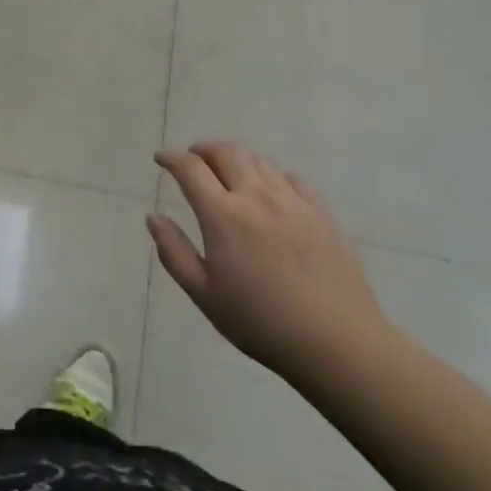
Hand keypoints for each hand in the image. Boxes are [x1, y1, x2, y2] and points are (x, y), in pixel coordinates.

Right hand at [151, 141, 398, 391]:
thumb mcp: (205, 295)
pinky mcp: (322, 212)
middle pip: (226, 152)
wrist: (337, 342)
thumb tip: (154, 217)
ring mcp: (293, 201)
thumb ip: (174, 252)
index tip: (161, 159)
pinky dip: (271, 175)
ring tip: (229, 173)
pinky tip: (270, 190)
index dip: (171, 158)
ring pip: (259, 160)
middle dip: (203, 149)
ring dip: (236, 159)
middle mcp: (257, 196)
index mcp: (223, 215)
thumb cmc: (261, 322)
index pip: (190, 169)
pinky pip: (291, 178)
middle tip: (193, 158)